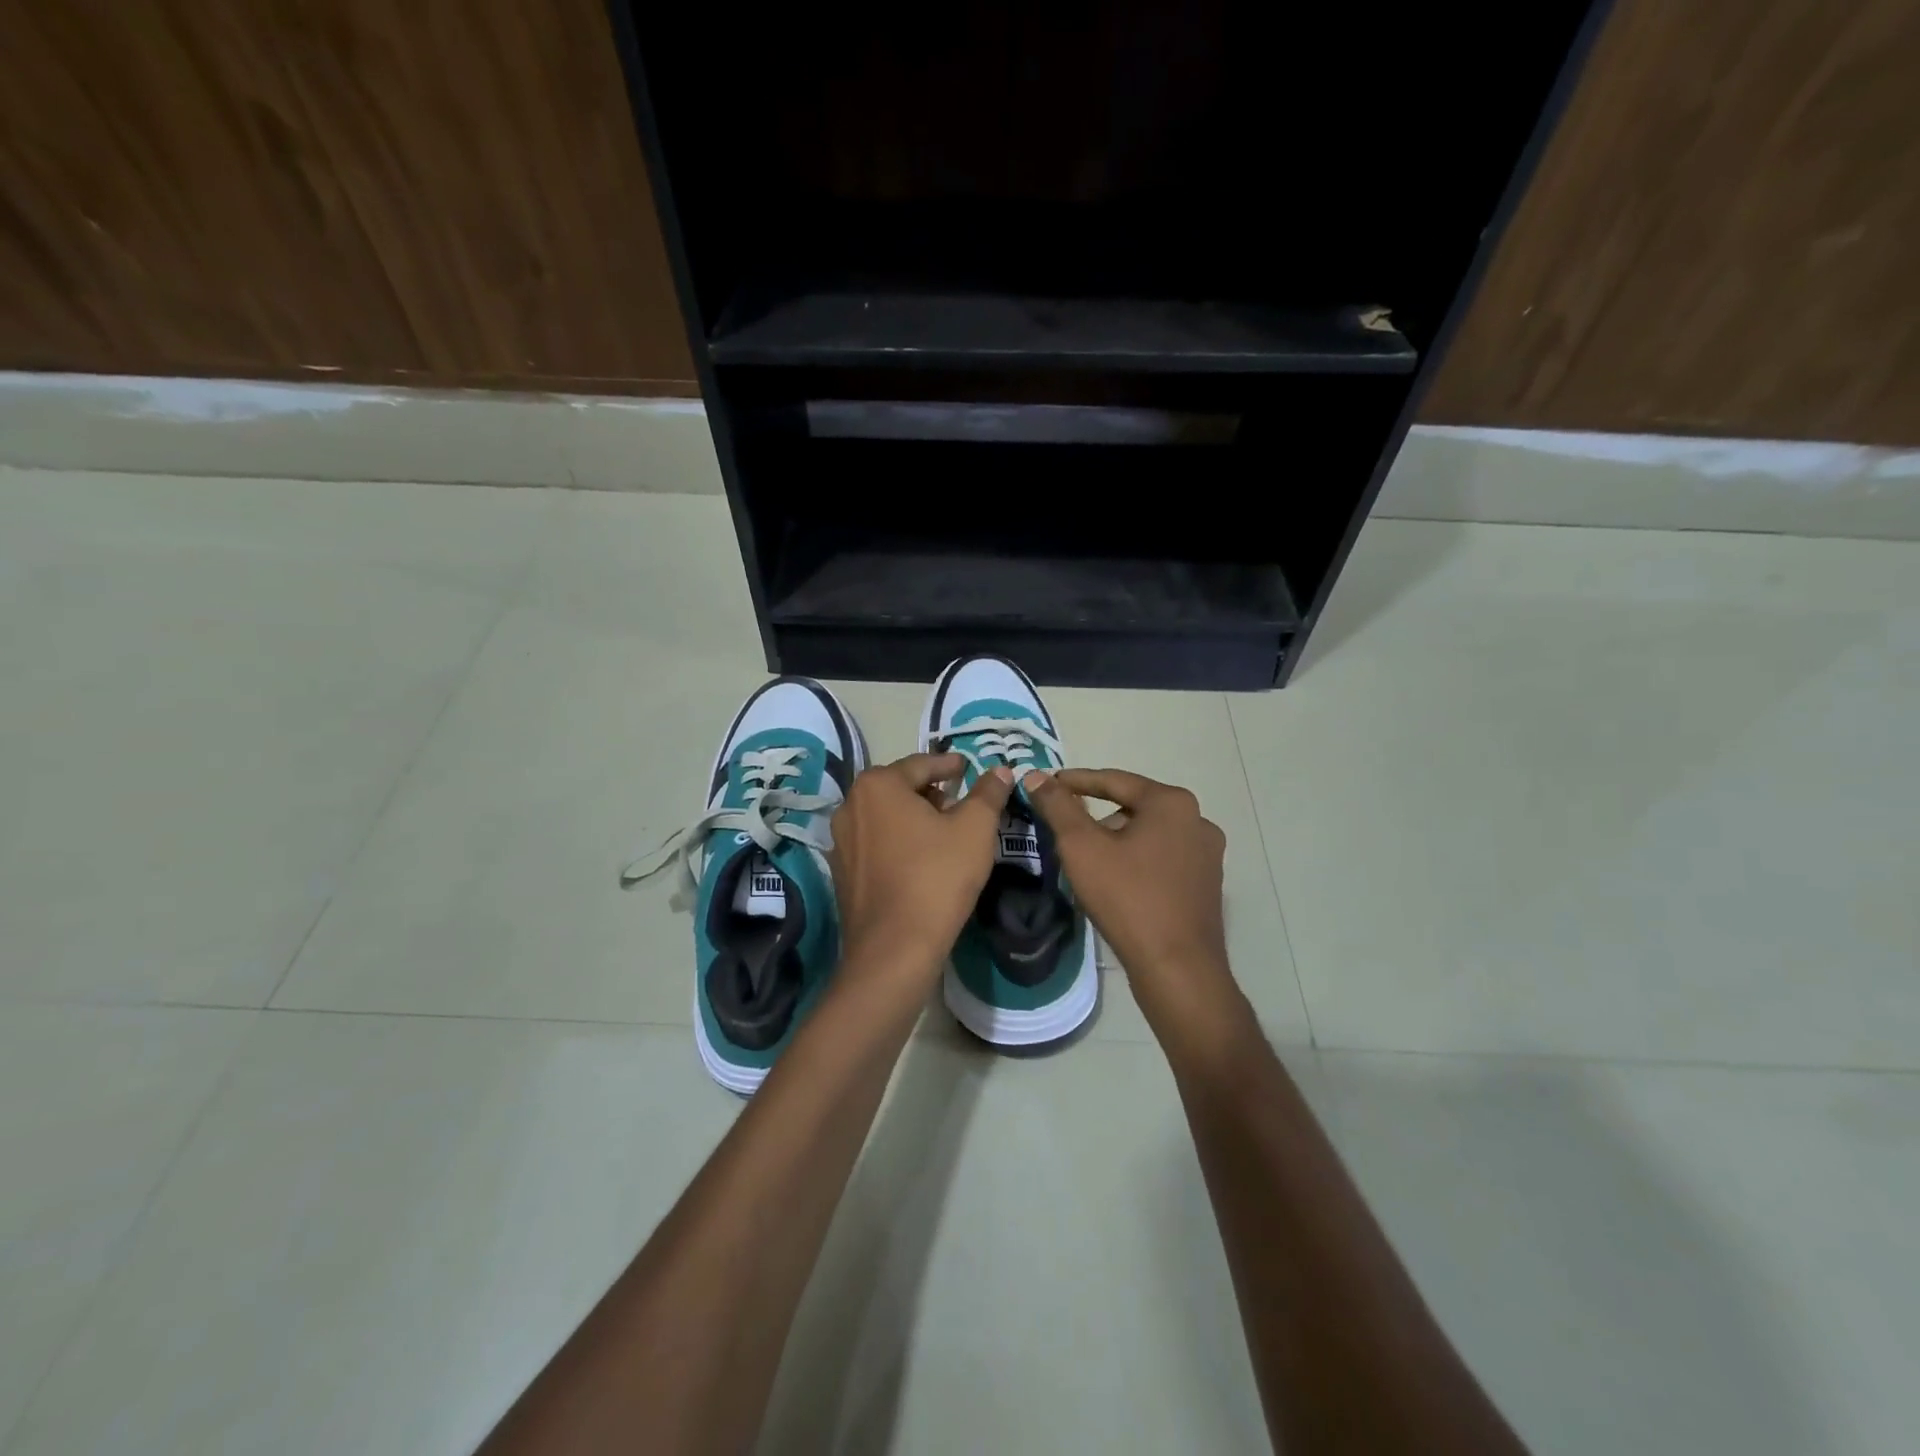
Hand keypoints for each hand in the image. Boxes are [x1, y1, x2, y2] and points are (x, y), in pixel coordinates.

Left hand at [828, 752, 1013, 994]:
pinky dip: (899, 842)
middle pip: (899, 788)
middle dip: (931, 792)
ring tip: (945, 831)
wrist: (895, 948)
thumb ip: (988, 793)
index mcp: (878, 785)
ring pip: (886, 816)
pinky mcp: (842, 872)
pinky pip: (876, 844)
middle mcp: (851, 805)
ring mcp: (841, 841)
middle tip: (961, 802)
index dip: (949, 765)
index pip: (921, 764)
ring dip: (915, 818)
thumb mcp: (975, 829)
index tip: (967, 768)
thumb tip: (1000, 771)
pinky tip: (922, 860)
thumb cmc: (937, 877)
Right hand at [1026, 769, 1243, 1036]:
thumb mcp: (1081, 847)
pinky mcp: (1207, 885)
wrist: (1177, 969)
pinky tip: (1117, 883)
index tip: (1046, 785)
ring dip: (1117, 841)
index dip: (1075, 781)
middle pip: (1133, 807)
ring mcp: (1207, 855)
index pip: (1114, 780)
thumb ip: (1057, 806)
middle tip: (1064, 830)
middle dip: (1097, 816)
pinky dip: (1137, 862)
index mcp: (1172, 803)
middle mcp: (1198, 820)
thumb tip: (1036, 776)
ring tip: (1088, 862)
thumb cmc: (1127, 898)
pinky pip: (1163, 859)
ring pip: (1148, 835)